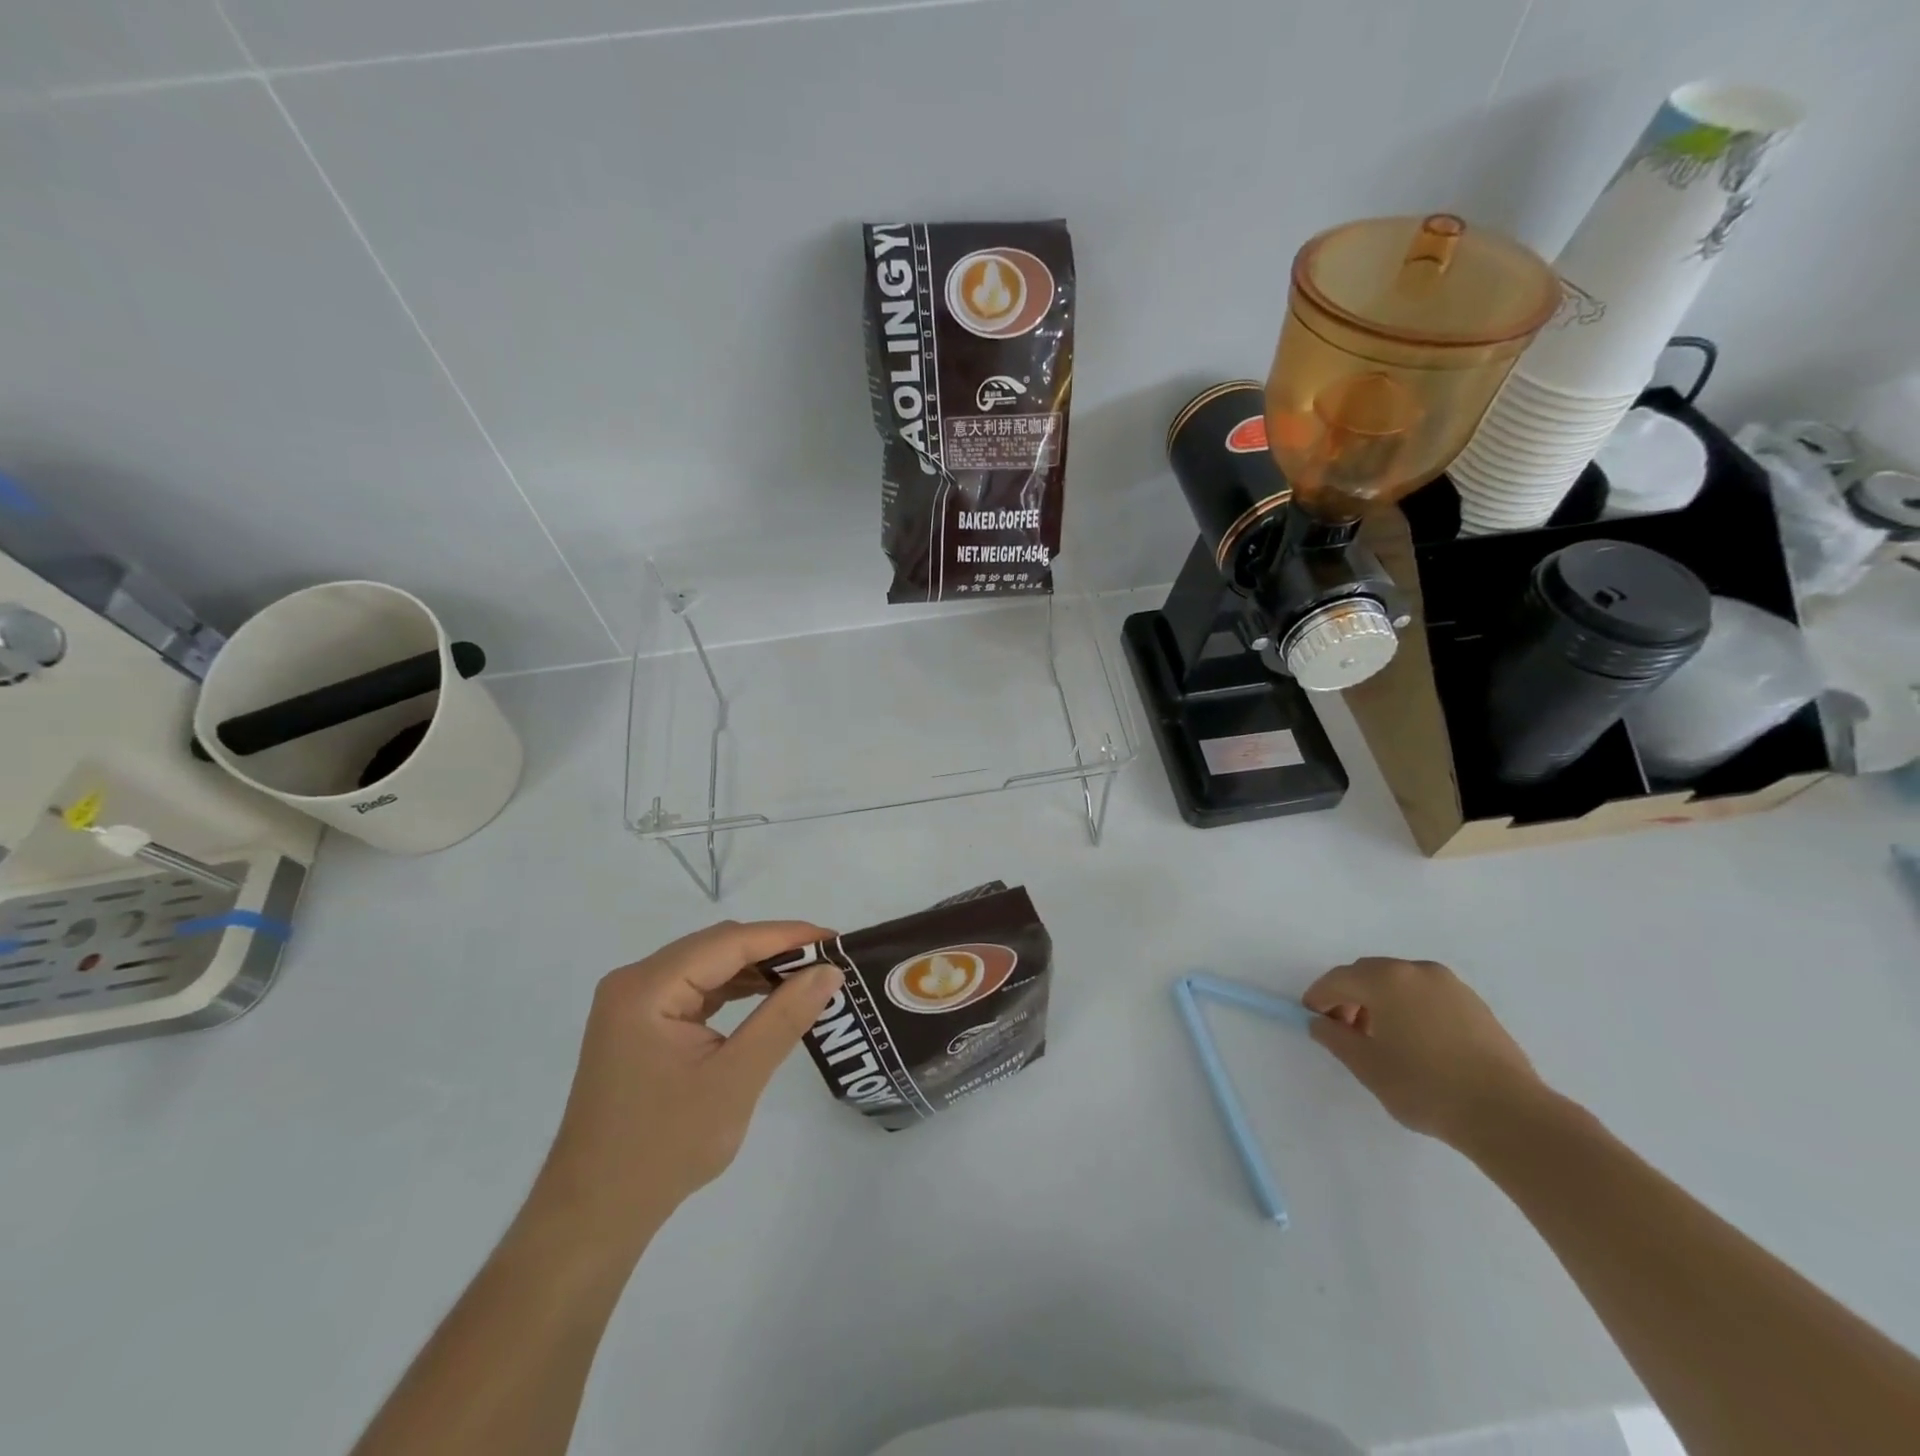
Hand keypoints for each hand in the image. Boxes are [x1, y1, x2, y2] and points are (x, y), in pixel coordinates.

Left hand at [530, 921, 842, 1261]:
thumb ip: (784, 1017)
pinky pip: (696, 990)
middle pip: (717, 947)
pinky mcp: (641, 1025)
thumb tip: (829, 971)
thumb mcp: (736, 1079)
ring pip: (708, 966)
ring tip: (807, 980)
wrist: (595, 1215)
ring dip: (756, 970)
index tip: (835, 940)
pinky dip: (734, 991)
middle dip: (774, 950)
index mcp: (647, 988)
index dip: (787, 935)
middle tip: (827, 963)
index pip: (729, 942)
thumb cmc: (664, 1148)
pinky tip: (768, 1000)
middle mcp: (635, 982)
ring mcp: (634, 1004)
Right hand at [1303, 957, 1545, 1149]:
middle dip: (1350, 997)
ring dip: (1381, 1001)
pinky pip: (1427, 995)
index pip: (1338, 979)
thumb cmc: (1426, 1087)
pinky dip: (1410, 1007)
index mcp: (1386, 979)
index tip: (1312, 1019)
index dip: (1319, 997)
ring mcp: (1450, 985)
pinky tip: (1416, 1041)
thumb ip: (1335, 1038)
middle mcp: (1416, 970)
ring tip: (1382, 1039)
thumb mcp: (1368, 1066)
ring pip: (1400, 983)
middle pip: (1369, 974)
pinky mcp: (1475, 1003)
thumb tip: (1320, 1022)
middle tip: (1345, 1030)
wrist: (1509, 1115)